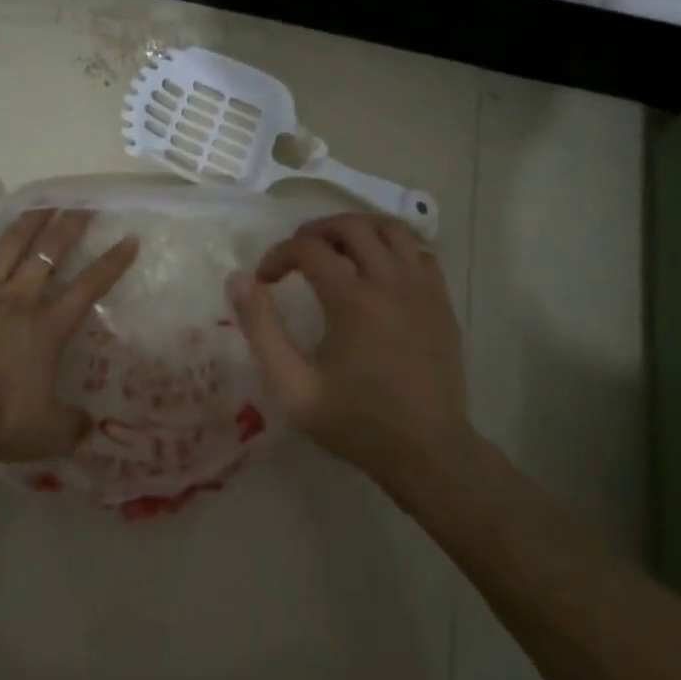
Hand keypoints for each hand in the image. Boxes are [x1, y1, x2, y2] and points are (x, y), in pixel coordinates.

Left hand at [0, 197, 138, 463]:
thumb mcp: (47, 434)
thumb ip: (73, 425)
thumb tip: (92, 425)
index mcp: (47, 328)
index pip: (89, 287)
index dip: (112, 263)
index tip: (129, 239)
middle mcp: (18, 298)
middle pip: (50, 252)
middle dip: (70, 225)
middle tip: (84, 203)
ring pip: (9, 244)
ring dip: (29, 220)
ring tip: (44, 200)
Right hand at [228, 213, 477, 503]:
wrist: (429, 454)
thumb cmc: (356, 421)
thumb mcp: (293, 386)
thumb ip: (261, 329)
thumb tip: (238, 279)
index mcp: (352, 300)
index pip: (308, 248)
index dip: (279, 255)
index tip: (265, 280)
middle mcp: (389, 281)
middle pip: (350, 225)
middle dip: (315, 231)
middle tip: (296, 255)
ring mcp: (422, 289)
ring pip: (390, 228)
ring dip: (357, 229)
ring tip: (336, 249)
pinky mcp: (442, 302)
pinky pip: (419, 252)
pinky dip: (394, 248)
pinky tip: (377, 268)